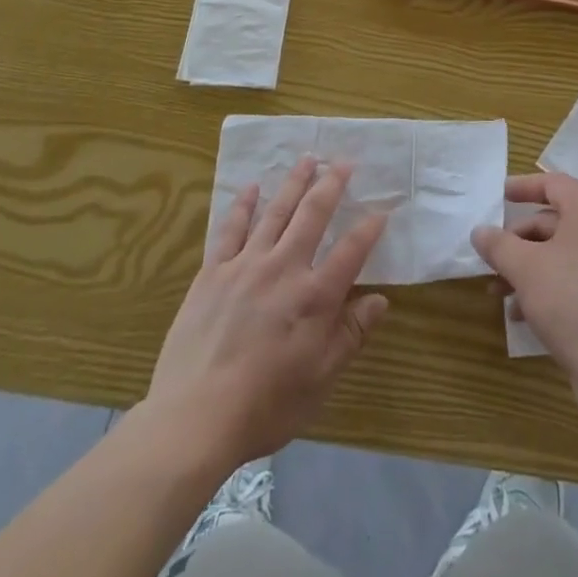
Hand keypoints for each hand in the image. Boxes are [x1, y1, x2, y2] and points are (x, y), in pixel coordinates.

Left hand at [146, 157, 389, 468]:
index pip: (351, 250)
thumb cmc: (266, 405)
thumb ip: (351, 334)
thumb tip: (381, 300)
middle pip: (313, 215)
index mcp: (315, 296)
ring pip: (275, 212)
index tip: (383, 209)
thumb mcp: (320, 379)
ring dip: (294, 183)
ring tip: (307, 159)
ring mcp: (246, 265)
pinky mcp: (213, 272)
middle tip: (344, 161)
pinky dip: (243, 205)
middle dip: (332, 184)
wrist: (195, 417)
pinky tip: (252, 188)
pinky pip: (231, 229)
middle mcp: (284, 268)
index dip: (369, 228)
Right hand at [472, 173, 577, 386]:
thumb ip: (499, 244)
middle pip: (554, 221)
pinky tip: (521, 314)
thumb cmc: (570, 301)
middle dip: (518, 240)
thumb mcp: (525, 268)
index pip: (554, 184)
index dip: (524, 187)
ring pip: (561, 254)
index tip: (499, 196)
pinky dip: (547, 287)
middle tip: (492, 258)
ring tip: (498, 293)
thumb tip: (480, 231)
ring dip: (527, 267)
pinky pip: (574, 279)